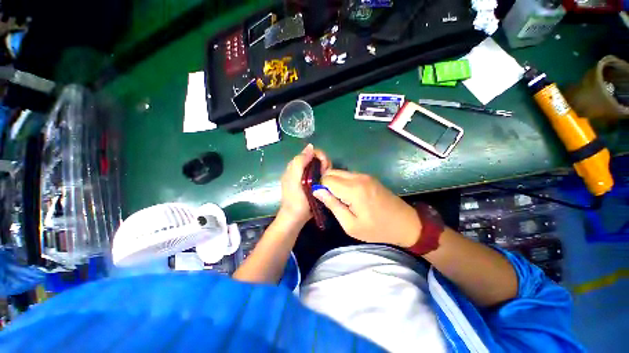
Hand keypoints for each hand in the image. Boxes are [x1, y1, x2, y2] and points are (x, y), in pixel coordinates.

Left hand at [279, 144, 330, 226]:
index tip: (324, 167)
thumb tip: (310, 146)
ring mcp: (307, 177)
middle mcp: (301, 169)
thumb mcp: (295, 179)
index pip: (311, 152)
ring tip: (325, 181)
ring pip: (320, 167)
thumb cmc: (296, 199)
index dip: (319, 156)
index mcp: (296, 166)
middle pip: (317, 159)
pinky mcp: (312, 184)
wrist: (295, 218)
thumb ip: (300, 161)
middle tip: (325, 176)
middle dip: (324, 164)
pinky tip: (325, 184)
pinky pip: (321, 175)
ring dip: (326, 171)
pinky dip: (325, 177)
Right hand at [313, 170, 420, 246]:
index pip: (326, 179)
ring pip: (340, 172)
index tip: (322, 199)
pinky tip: (346, 194)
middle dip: (326, 183)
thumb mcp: (351, 225)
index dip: (320, 188)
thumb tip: (317, 192)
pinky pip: (348, 175)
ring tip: (338, 198)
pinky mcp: (368, 177)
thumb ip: (333, 205)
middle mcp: (358, 177)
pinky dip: (342, 182)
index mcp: (353, 189)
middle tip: (329, 199)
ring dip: (334, 182)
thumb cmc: (377, 229)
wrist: (406, 224)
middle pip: (332, 172)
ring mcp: (364, 175)